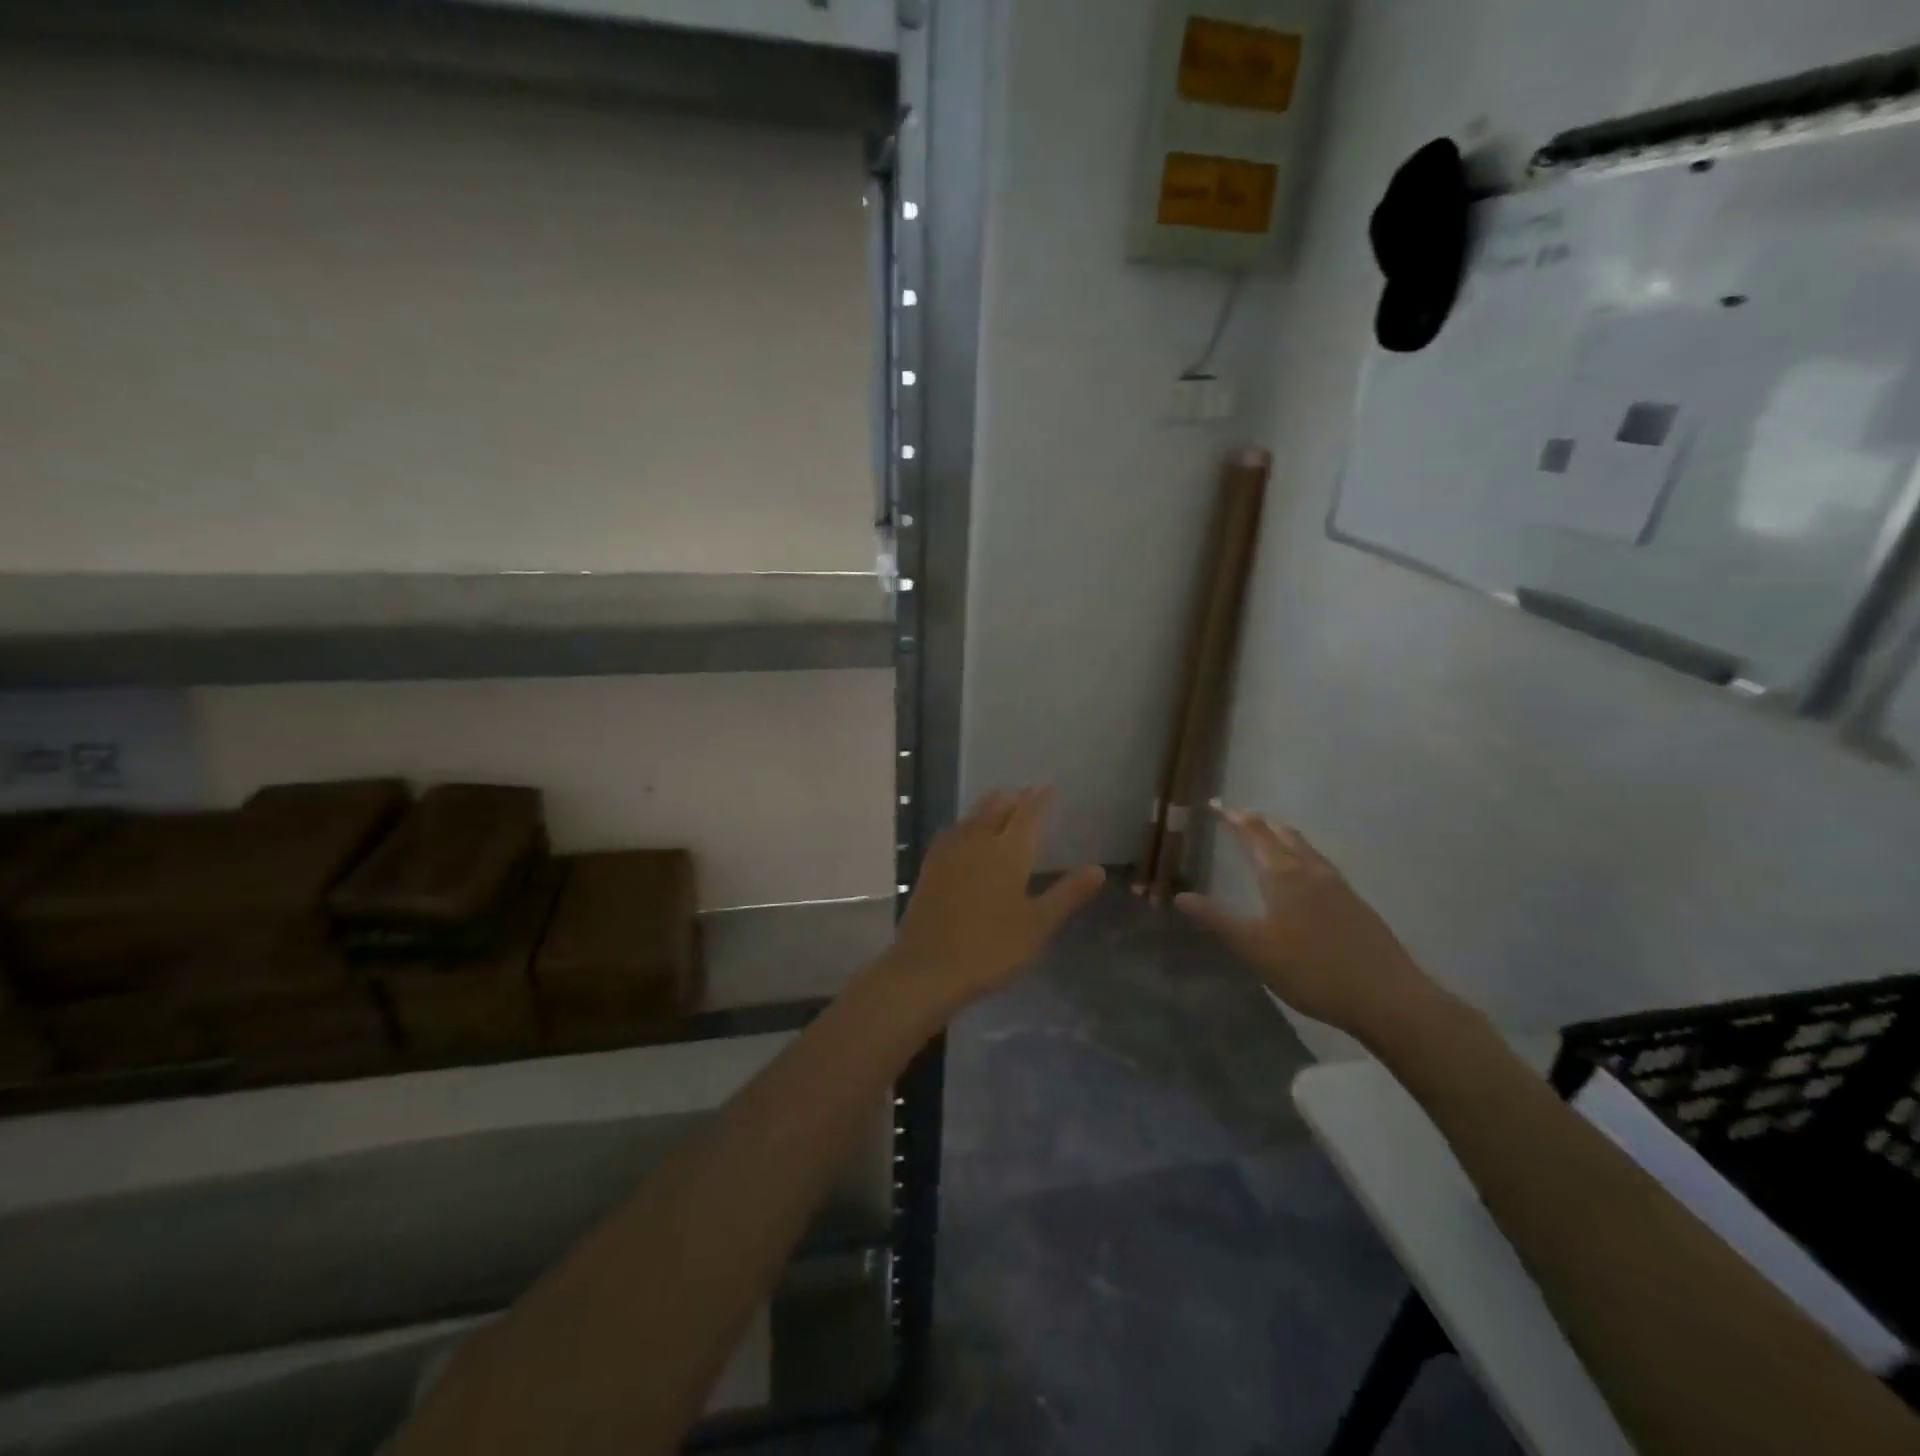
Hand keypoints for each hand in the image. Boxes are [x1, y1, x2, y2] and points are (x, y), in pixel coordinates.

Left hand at [885, 788, 1104, 1012]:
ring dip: (988, 807)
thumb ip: (1067, 894)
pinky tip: (963, 832)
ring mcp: (949, 854)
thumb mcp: (1038, 925)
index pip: (1027, 817)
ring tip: (999, 802)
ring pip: (972, 819)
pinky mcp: (930, 868)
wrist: (927, 967)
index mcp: (1008, 854)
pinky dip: (964, 824)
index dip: (1039, 801)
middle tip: (1024, 793)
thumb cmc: (991, 948)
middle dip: (1012, 799)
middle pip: (996, 810)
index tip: (1048, 788)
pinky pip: (952, 833)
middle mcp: (978, 843)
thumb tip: (1098, 868)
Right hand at [1176, 805, 1435, 1037]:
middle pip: (1284, 834)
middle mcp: (1312, 871)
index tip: (1218, 806)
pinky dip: (1302, 856)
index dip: (1236, 818)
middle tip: (1240, 817)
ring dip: (1284, 836)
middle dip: (1260, 822)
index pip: (1255, 834)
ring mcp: (1338, 886)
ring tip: (1270, 837)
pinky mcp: (1355, 904)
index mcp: (1284, 875)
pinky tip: (1304, 877)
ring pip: (1306, 848)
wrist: (1387, 997)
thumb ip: (1218, 920)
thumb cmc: (1311, 970)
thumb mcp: (1254, 948)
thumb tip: (1181, 896)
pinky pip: (1321, 865)